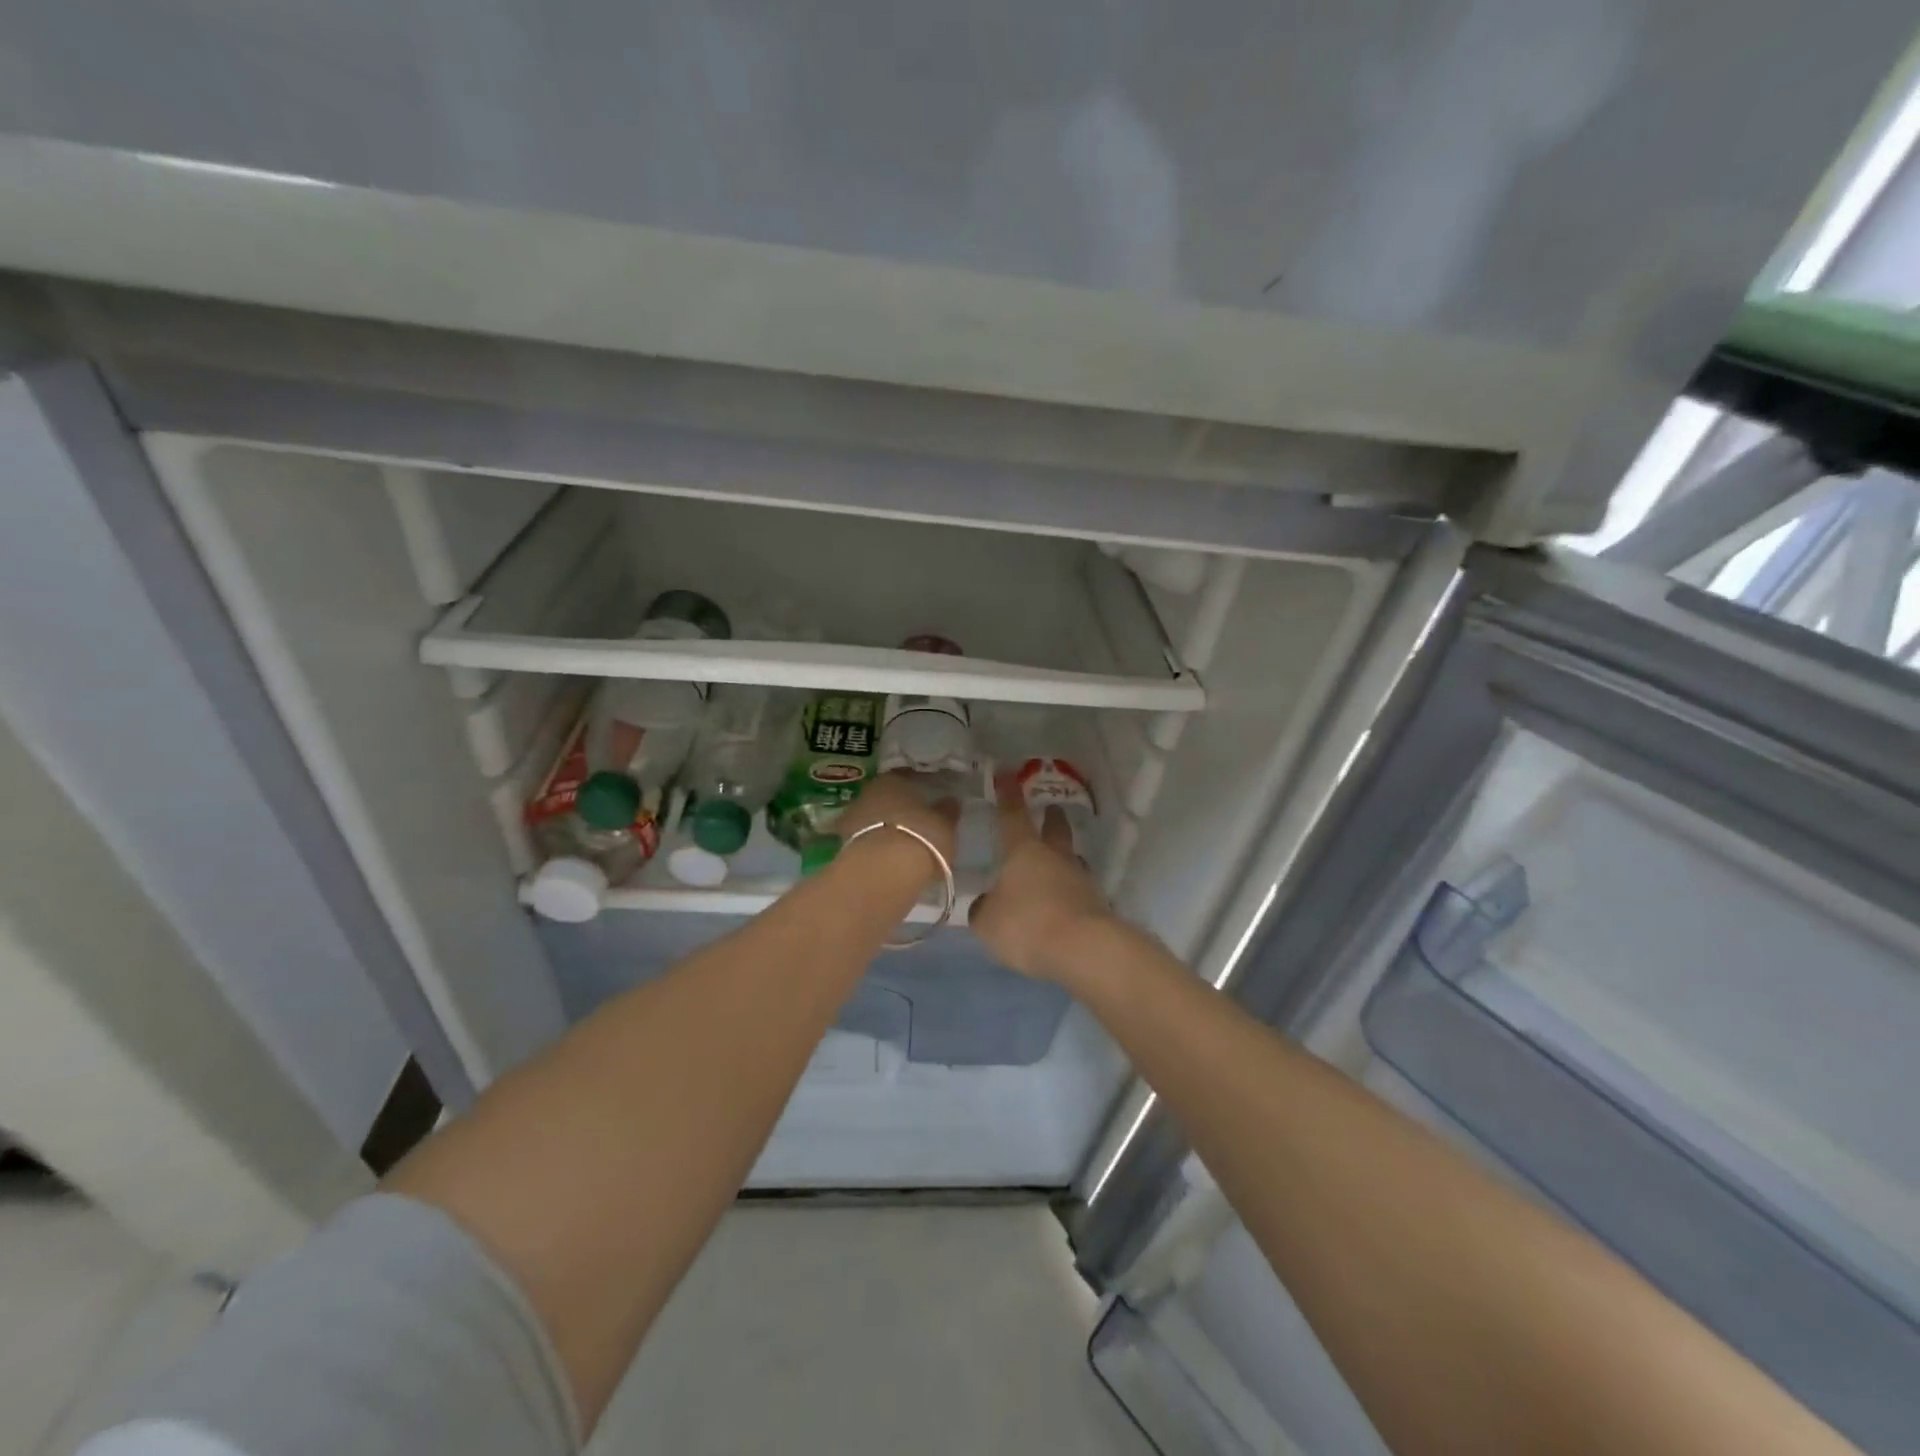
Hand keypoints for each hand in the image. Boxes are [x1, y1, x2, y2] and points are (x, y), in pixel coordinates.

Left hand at [834, 771, 959, 885]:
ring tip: (903, 842)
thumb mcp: (944, 825)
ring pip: (874, 818)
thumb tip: (950, 801)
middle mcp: (869, 792)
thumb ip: (947, 811)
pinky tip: (888, 857)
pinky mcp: (844, 844)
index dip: (919, 787)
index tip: (929, 798)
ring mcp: (852, 818)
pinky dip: (877, 845)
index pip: (907, 776)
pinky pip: (867, 840)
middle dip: (899, 807)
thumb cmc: (921, 837)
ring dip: (886, 826)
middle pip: (886, 797)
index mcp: (893, 779)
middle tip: (916, 820)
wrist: (882, 872)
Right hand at [969, 774, 1115, 980]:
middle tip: (1051, 809)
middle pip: (1055, 829)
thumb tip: (987, 903)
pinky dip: (1069, 893)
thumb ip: (983, 908)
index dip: (1007, 794)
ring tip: (1054, 865)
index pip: (1012, 815)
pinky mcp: (1096, 904)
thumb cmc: (1027, 924)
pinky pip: (1078, 891)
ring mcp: (1080, 879)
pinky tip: (1061, 905)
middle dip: (1052, 818)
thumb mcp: (988, 921)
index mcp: (1024, 851)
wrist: (1084, 948)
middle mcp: (1055, 857)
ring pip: (1070, 859)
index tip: (1006, 774)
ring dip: (1063, 858)